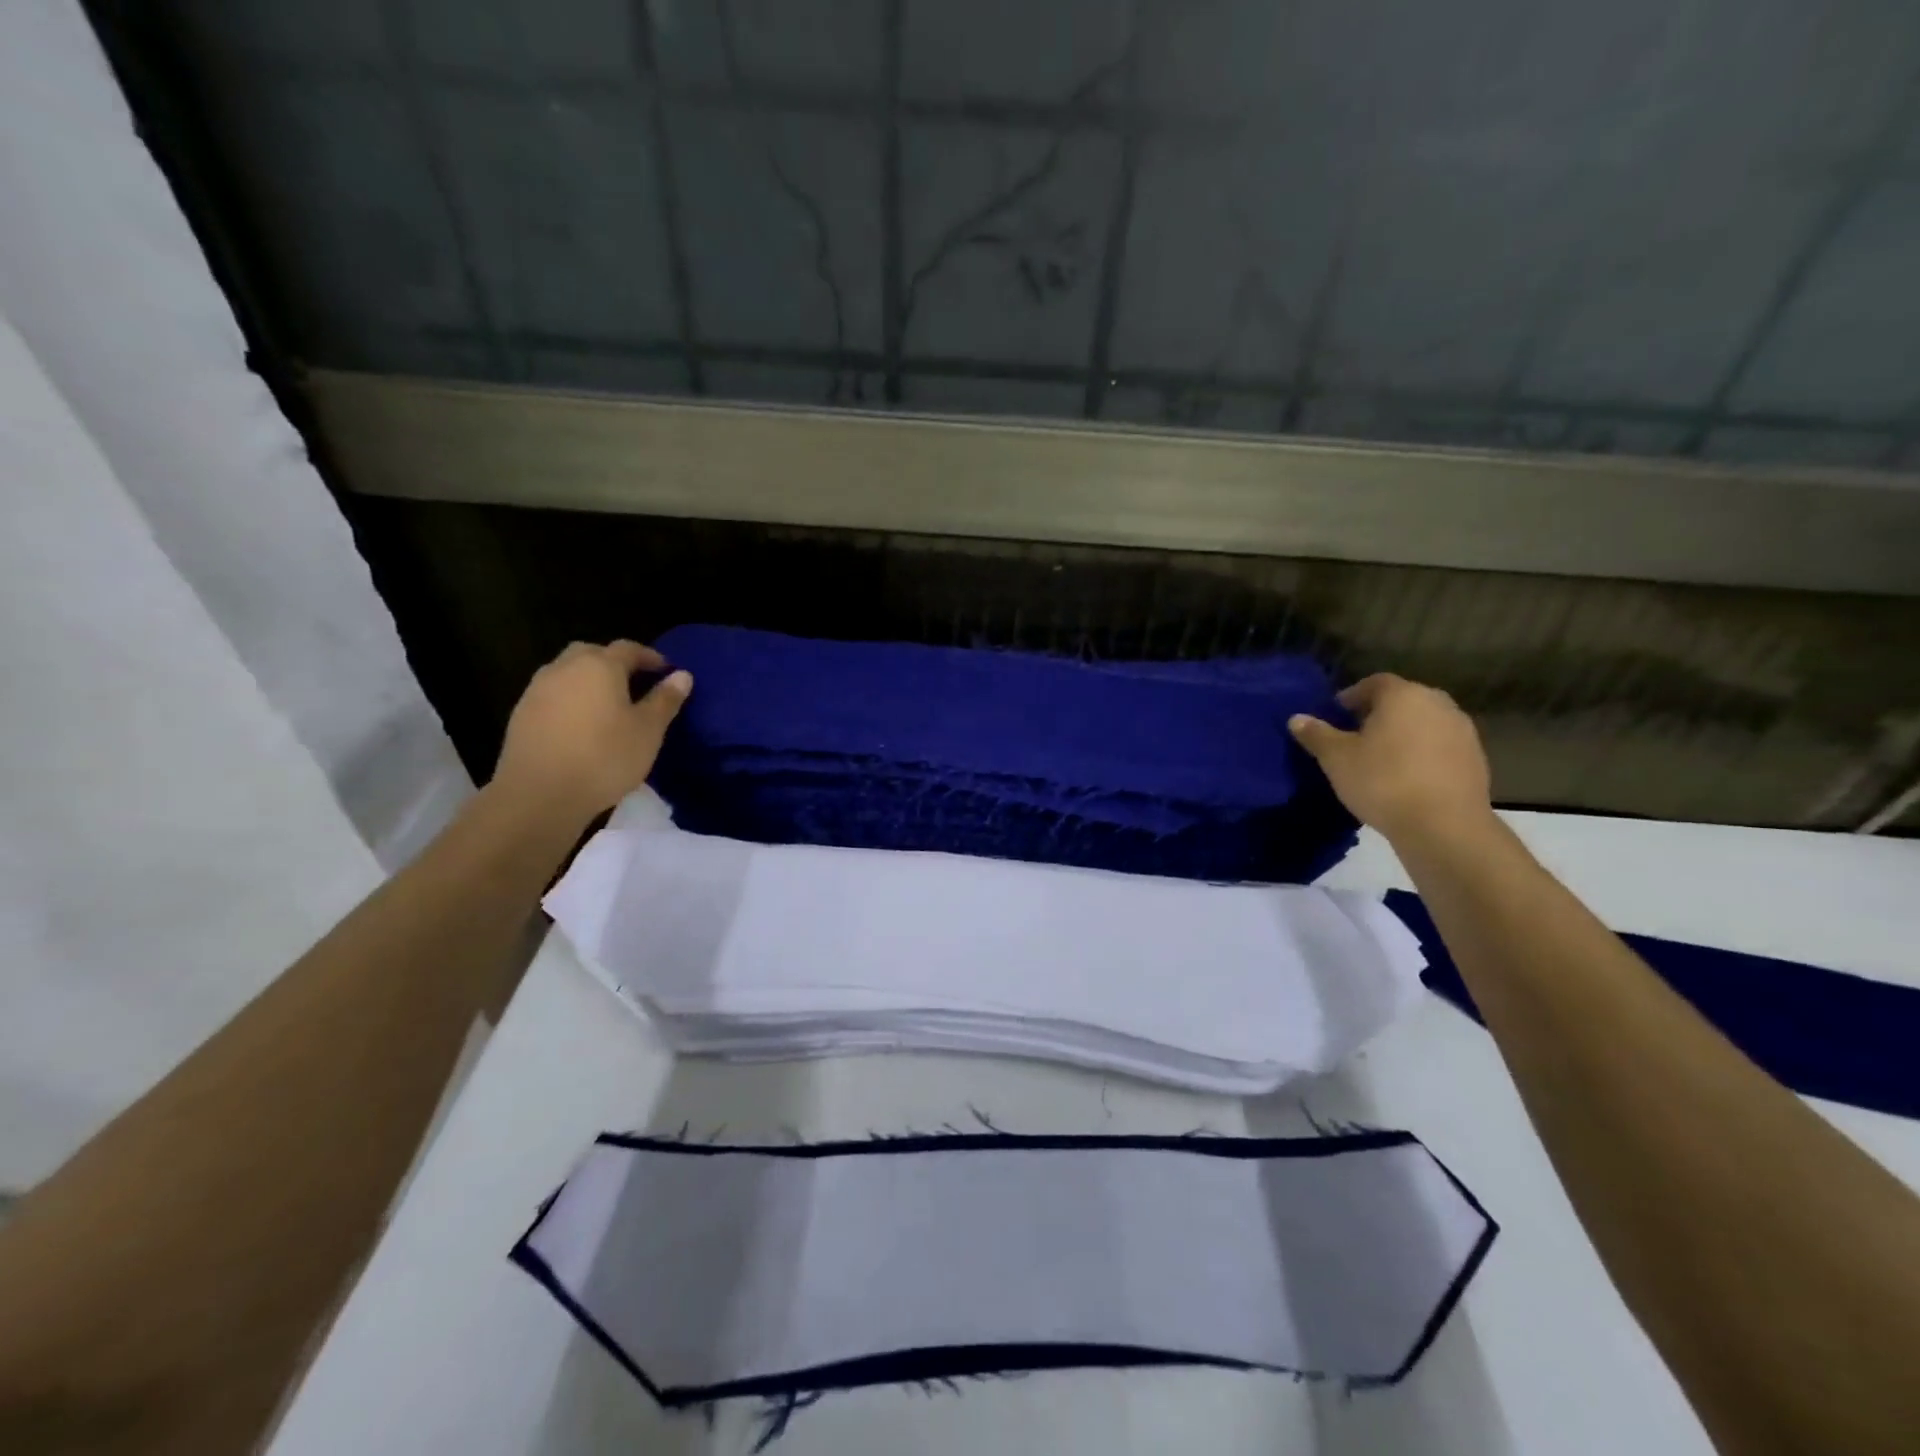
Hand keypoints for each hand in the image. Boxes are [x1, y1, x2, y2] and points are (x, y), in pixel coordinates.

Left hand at [489, 640, 691, 825]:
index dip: (650, 657)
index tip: (666, 671)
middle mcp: (565, 668)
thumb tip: (682, 675)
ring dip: (589, 680)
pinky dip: (570, 700)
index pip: (629, 648)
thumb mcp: (648, 730)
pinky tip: (581, 725)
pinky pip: (553, 695)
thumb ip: (664, 699)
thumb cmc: (605, 757)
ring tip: (608, 705)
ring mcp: (538, 689)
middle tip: (635, 684)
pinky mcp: (522, 714)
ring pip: (568, 672)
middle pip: (593, 653)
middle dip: (615, 663)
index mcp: (600, 666)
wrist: (540, 794)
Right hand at [1289, 673, 1491, 845]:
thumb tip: (1297, 718)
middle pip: (1402, 700)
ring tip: (1380, 759)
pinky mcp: (1476, 758)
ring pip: (1423, 723)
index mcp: (1403, 695)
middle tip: (1355, 737)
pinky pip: (1440, 746)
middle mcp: (1438, 703)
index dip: (1351, 697)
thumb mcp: (1336, 759)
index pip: (1373, 683)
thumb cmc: (1382, 782)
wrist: (1444, 826)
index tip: (1335, 716)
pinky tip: (1406, 777)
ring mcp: (1462, 730)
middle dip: (1378, 714)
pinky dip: (1422, 753)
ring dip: (1403, 734)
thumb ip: (1317, 735)